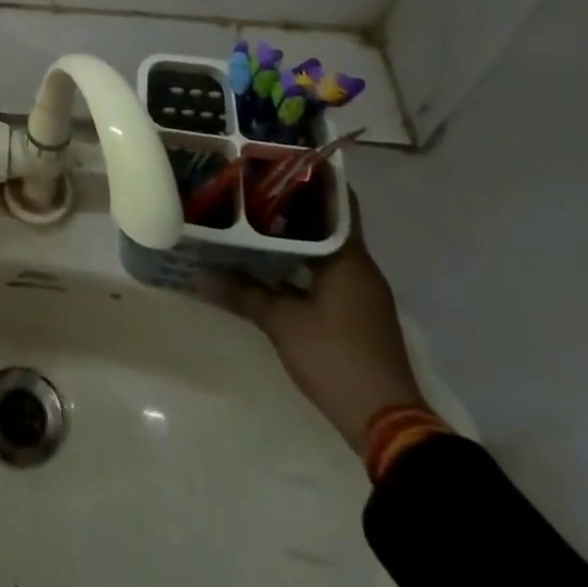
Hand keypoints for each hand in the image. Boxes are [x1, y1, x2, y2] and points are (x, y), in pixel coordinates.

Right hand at [203, 194, 426, 454]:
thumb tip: (200, 272)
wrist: (387, 425)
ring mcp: (360, 293)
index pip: (336, 202)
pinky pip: (325, 273)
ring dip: (294, 237)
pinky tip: (268, 263)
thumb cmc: (336, 358)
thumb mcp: (282, 323)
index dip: (309, 180)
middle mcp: (360, 268)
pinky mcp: (355, 314)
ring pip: (324, 250)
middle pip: (327, 223)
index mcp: (350, 258)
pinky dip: (300, 263)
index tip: (275, 161)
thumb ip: (243, 293)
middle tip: (250, 187)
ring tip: (251, 219)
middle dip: (291, 206)